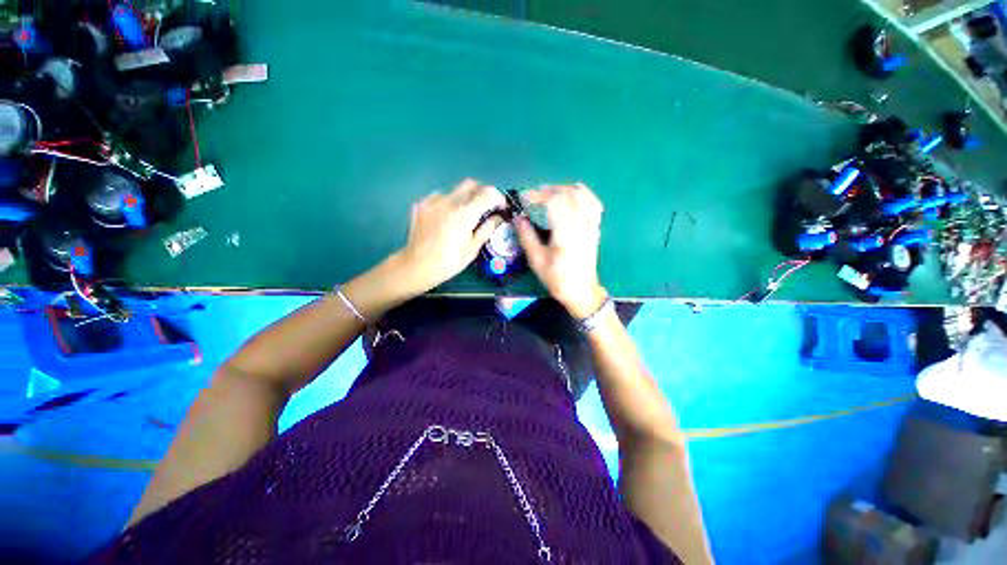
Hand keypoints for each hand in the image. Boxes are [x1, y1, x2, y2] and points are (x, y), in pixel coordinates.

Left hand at [398, 179, 505, 291]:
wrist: (417, 266)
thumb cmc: (449, 261)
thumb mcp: (473, 248)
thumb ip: (487, 229)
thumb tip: (498, 217)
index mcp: (465, 213)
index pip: (488, 193)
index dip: (499, 197)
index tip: (501, 207)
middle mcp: (449, 201)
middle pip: (471, 184)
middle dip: (482, 192)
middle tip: (485, 207)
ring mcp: (432, 201)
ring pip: (454, 190)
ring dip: (464, 198)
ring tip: (463, 215)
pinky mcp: (421, 204)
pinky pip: (439, 197)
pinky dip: (448, 203)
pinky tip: (446, 218)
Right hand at [515, 183, 607, 318]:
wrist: (581, 290)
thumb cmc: (557, 278)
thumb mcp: (537, 261)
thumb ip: (526, 237)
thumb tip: (518, 218)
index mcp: (566, 233)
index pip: (554, 202)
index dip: (537, 195)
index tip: (523, 197)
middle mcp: (581, 224)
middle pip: (567, 194)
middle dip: (547, 190)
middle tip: (532, 196)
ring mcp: (591, 224)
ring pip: (581, 194)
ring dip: (562, 189)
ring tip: (548, 194)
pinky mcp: (595, 227)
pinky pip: (592, 202)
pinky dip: (581, 193)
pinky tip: (571, 194)